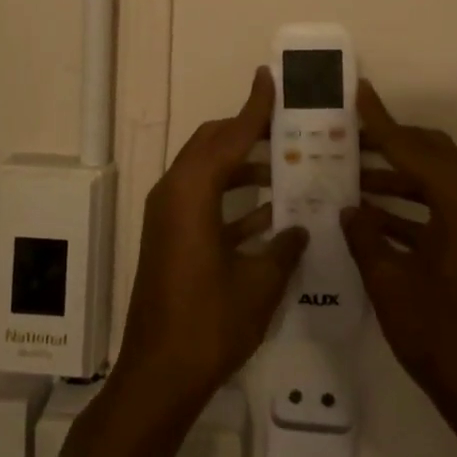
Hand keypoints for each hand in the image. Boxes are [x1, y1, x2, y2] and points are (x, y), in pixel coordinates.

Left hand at [114, 68, 308, 417]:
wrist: (157, 377)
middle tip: (286, 125)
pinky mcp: (169, 238)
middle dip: (247, 132)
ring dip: (243, 166)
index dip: (254, 108)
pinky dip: (233, 199)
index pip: (229, 137)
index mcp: (191, 193)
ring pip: (208, 172)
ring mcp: (168, 217)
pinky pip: (203, 201)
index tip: (270, 79)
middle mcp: (173, 194)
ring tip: (287, 166)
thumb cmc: (209, 324)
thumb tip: (299, 228)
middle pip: (212, 145)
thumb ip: (283, 248)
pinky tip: (270, 214)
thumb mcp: (258, 284)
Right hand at [342, 80, 456, 433]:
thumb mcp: (390, 284)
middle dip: (392, 141)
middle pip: (433, 154)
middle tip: (352, 135)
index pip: (415, 150)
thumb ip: (366, 237)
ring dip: (395, 176)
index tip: (359, 93)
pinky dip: (405, 207)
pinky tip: (368, 215)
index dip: (382, 122)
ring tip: (350, 173)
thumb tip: (348, 208)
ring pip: (434, 182)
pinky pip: (436, 210)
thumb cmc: (440, 338)